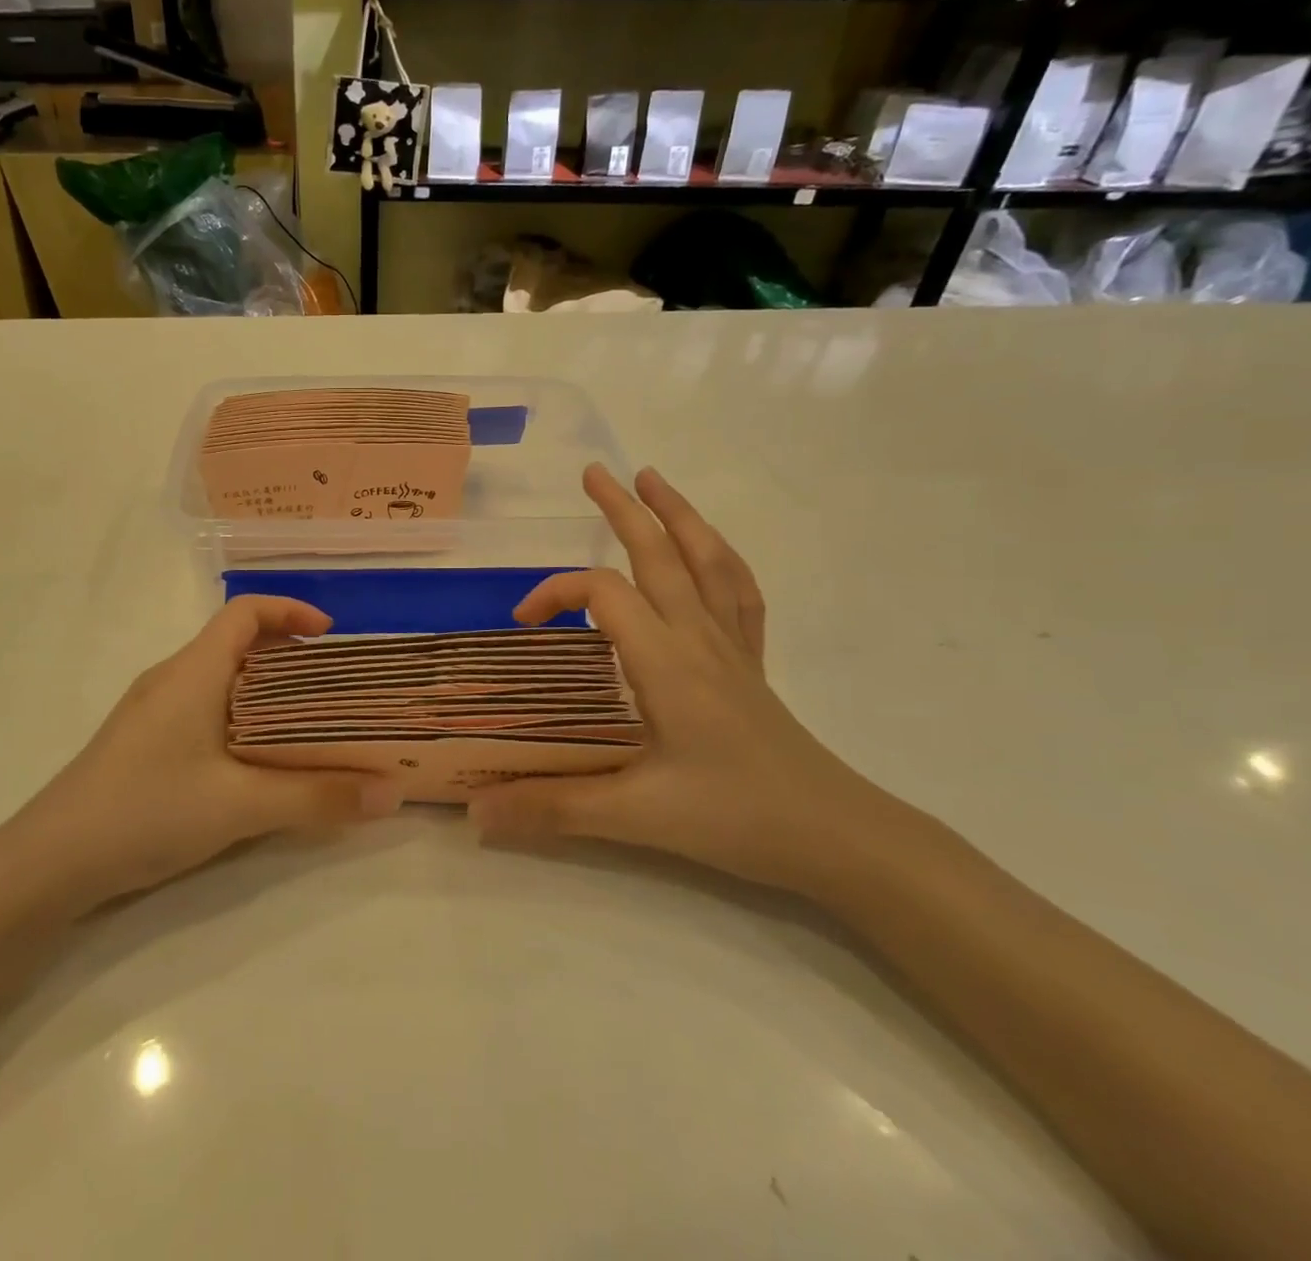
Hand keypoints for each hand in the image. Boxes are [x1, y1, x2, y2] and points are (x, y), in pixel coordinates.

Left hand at [18, 596, 400, 904]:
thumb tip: (392, 793)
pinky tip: (256, 761)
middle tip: (334, 689)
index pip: (245, 612)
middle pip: (237, 643)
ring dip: (266, 691)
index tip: (332, 637)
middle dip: (289, 656)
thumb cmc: (146, 810)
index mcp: (194, 670)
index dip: (291, 611)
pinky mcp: (144, 742)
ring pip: (221, 680)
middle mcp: (172, 678)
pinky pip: (204, 709)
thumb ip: (318, 797)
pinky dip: (241, 717)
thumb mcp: (241, 805)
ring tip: (307, 725)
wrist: (48, 863)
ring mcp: (153, 711)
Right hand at [468, 465, 905, 897]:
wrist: (836, 837)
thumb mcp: (634, 816)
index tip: (523, 623)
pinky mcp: (750, 664)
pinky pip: (738, 593)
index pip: (603, 594)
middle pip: (659, 554)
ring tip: (653, 480)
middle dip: (623, 509)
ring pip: (706, 561)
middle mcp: (698, 638)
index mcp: (665, 661)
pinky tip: (709, 551)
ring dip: (677, 515)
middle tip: (592, 472)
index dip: (556, 593)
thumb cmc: (735, 818)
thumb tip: (475, 813)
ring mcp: (731, 647)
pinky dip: (720, 560)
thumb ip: (551, 808)